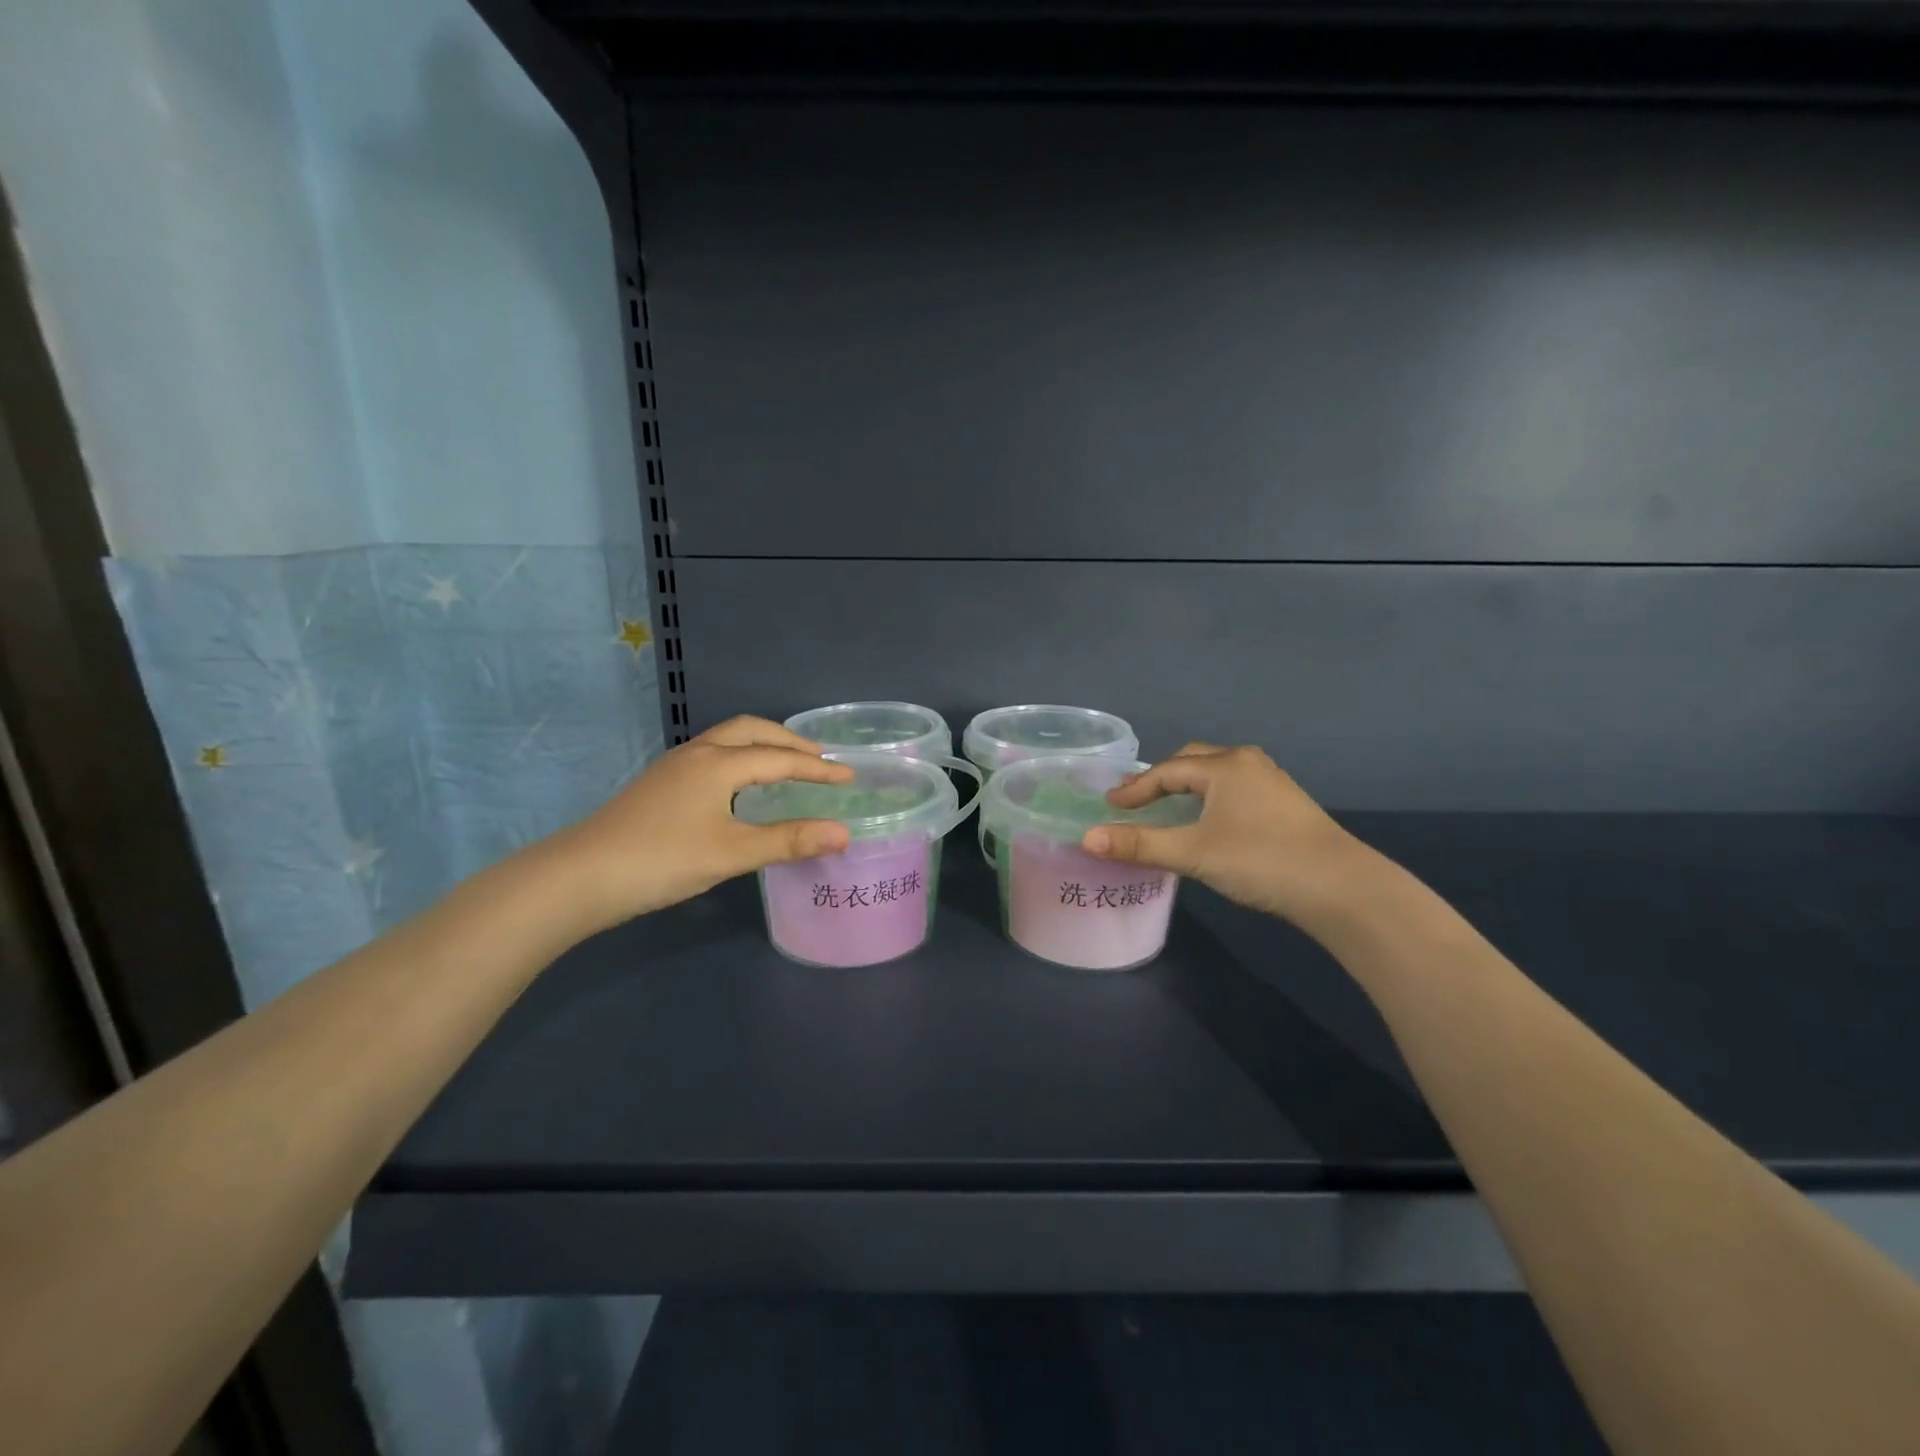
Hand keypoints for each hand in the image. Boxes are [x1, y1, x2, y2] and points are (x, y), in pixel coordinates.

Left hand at [556, 716, 852, 931]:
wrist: (579, 876)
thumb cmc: (662, 860)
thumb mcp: (732, 853)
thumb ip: (788, 840)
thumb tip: (843, 832)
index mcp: (718, 764)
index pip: (780, 758)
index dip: (817, 768)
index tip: (849, 775)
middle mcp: (697, 754)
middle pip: (751, 730)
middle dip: (789, 740)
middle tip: (819, 759)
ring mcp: (673, 767)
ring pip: (727, 740)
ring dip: (762, 745)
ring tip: (785, 764)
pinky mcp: (659, 784)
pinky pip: (713, 755)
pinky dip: (740, 757)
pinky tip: (740, 785)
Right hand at [1081, 743, 1377, 929]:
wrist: (1342, 888)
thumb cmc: (1261, 860)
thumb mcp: (1193, 853)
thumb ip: (1140, 845)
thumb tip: (1087, 838)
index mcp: (1224, 766)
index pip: (1166, 770)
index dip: (1135, 788)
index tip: (1109, 805)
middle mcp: (1248, 763)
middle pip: (1193, 762)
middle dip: (1161, 779)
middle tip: (1135, 800)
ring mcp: (1272, 782)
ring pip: (1217, 775)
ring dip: (1188, 788)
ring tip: (1167, 808)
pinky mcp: (1287, 804)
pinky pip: (1235, 789)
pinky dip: (1211, 798)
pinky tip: (1209, 822)